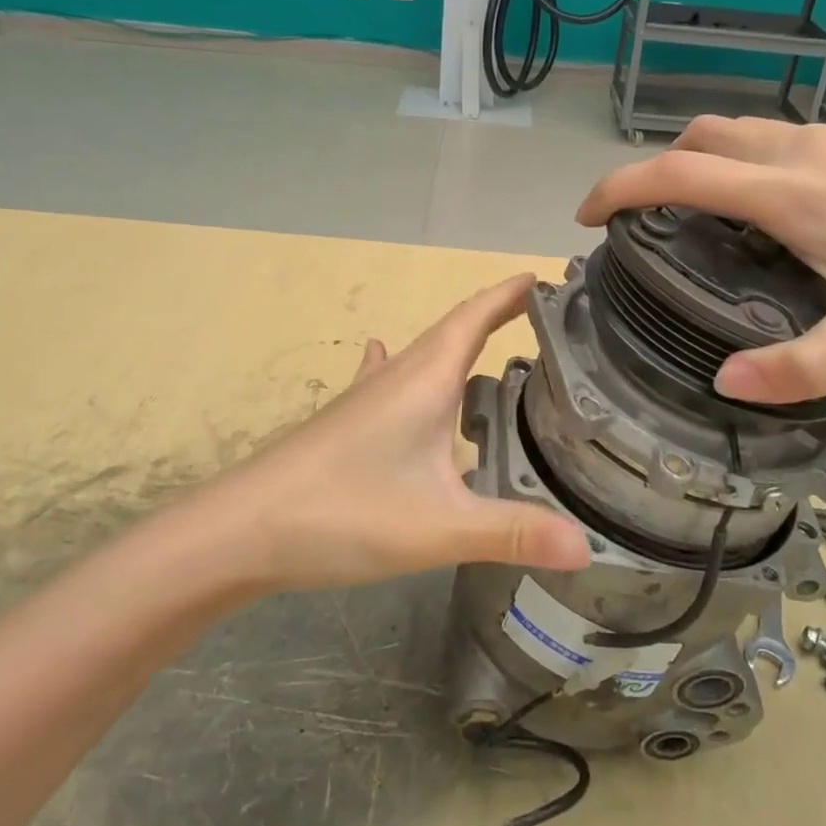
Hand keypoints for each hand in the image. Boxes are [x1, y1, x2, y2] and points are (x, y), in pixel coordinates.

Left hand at [226, 275, 592, 592]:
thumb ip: (513, 534)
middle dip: (494, 315)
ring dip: (456, 340)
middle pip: (453, 330)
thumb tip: (587, 547)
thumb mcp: (439, 527)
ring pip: (421, 354)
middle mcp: (397, 376)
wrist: (239, 530)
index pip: (475, 317)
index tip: (541, 278)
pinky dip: (403, 363)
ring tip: (487, 342)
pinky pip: (386, 378)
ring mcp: (365, 397)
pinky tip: (385, 357)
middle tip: (536, 315)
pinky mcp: (344, 422)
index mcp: (426, 380)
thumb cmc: (344, 512)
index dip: (509, 294)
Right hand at [577, 119, 825, 402]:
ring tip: (703, 216)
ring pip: (741, 131)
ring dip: (703, 161)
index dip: (619, 188)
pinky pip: (782, 138)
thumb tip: (723, 381)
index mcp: (792, 197)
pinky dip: (749, 161)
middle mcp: (802, 152)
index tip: (588, 215)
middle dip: (656, 167)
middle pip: (701, 136)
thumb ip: (797, 370)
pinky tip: (779, 209)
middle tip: (646, 219)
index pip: (678, 174)